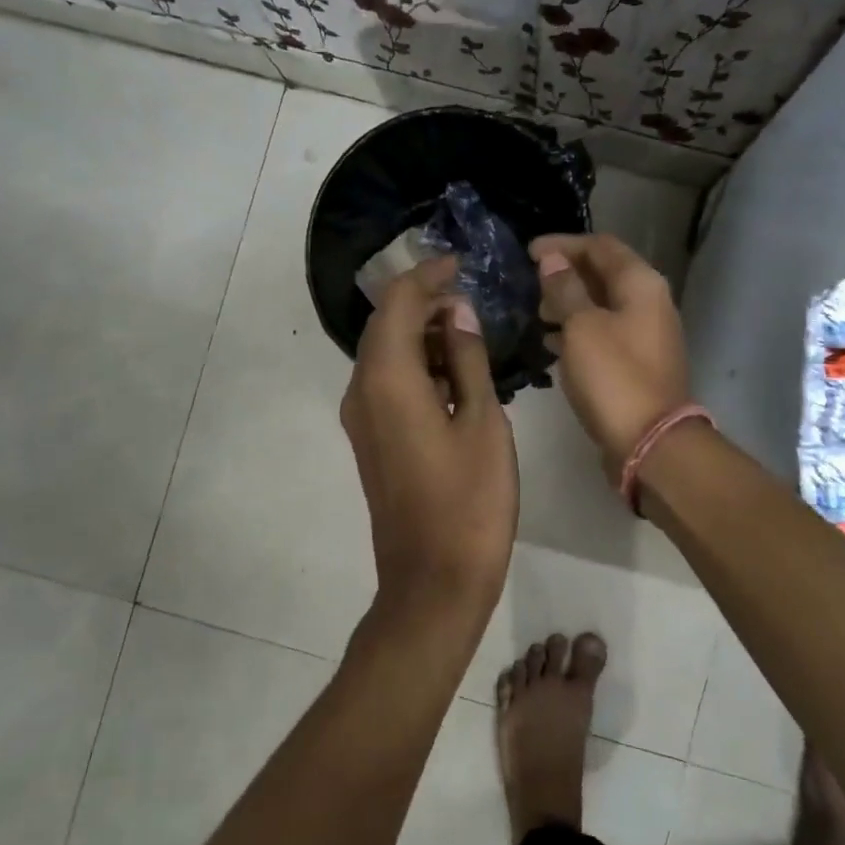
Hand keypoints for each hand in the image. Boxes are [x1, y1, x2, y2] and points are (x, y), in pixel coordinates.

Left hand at [341, 258, 518, 617]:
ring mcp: (362, 419)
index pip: (399, 304)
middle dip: (425, 302)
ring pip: (386, 355)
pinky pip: (388, 384)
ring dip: (423, 335)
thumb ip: (468, 360)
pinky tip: (456, 373)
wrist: (433, 581)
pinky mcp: (371, 441)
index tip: (462, 264)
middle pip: (386, 325)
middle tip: (472, 296)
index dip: (428, 276)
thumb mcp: (482, 422)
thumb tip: (458, 314)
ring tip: (472, 332)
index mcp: (388, 379)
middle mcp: (362, 391)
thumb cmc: (470, 501)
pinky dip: (418, 366)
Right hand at [530, 234, 690, 475]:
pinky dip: (579, 330)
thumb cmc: (613, 377)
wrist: (650, 442)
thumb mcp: (582, 327)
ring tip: (538, 314)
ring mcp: (647, 334)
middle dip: (566, 274)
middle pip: (605, 273)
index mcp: (641, 284)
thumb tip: (552, 260)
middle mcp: (650, 302)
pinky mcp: (638, 363)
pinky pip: (605, 333)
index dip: (563, 244)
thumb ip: (565, 289)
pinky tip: (553, 343)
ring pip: (603, 305)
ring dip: (571, 303)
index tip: (529, 253)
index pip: (600, 245)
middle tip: (532, 284)